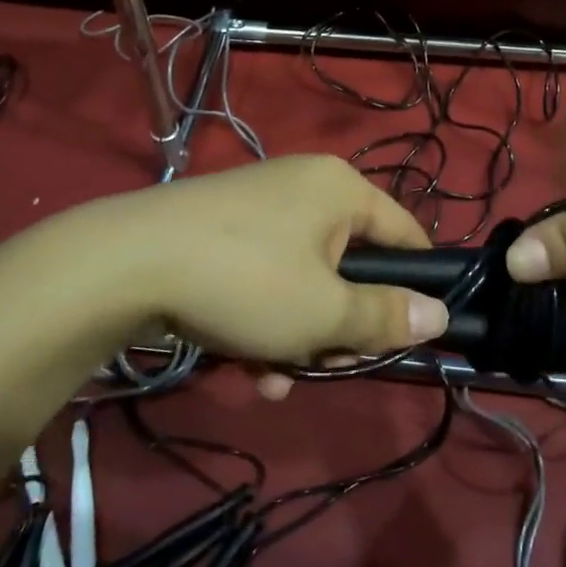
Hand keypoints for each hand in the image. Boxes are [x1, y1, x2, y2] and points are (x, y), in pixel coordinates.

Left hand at [85, 155, 447, 367]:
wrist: (125, 262)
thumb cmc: (246, 280)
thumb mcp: (323, 313)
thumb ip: (385, 316)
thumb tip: (439, 315)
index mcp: (341, 190)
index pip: (405, 235)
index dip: (414, 286)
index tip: (405, 335)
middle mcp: (304, 186)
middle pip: (350, 265)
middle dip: (340, 326)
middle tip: (328, 364)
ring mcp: (259, 207)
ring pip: (303, 280)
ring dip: (297, 336)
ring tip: (275, 380)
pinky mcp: (222, 229)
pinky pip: (263, 276)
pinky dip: (262, 320)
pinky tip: (244, 367)